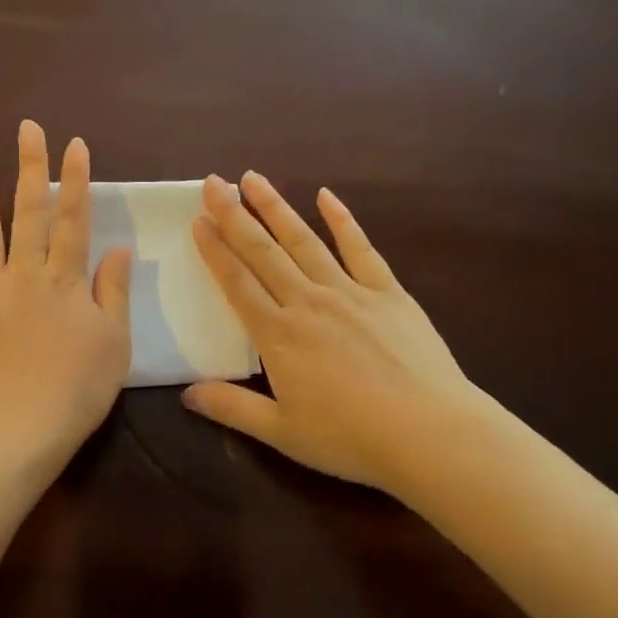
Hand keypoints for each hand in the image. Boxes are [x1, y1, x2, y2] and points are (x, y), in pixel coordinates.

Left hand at [0, 121, 131, 480]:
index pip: (73, 219)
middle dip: (30, 167)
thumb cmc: (76, 391)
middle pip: (28, 213)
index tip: (75, 144)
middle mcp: (23, 275)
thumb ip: (113, 292)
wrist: (16, 432)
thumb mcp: (114, 343)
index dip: (76, 179)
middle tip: (27, 128)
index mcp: (64, 281)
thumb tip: (118, 248)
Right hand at [183, 172, 492, 493]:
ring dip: (276, 208)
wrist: (430, 434)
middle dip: (235, 216)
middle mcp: (308, 303)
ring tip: (254, 179)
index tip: (198, 221)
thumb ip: (232, 408)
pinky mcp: (388, 293)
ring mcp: (350, 292)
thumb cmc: (351, 438)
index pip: (237, 283)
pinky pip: (360, 249)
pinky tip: (326, 196)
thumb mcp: (282, 432)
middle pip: (264, 252)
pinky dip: (342, 220)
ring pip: (304, 241)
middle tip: (213, 183)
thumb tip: (186, 393)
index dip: (215, 251)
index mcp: (278, 336)